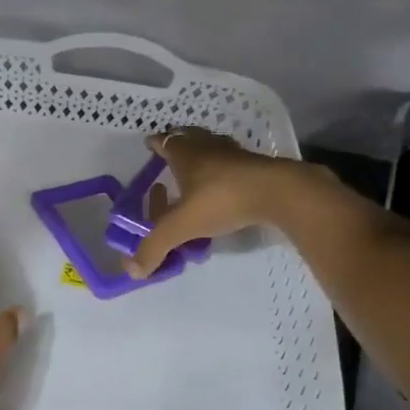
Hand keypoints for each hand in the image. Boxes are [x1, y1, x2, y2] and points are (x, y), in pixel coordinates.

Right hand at [128, 128, 311, 278]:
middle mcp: (207, 147)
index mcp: (185, 153)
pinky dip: (224, 169)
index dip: (155, 143)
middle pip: (188, 138)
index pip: (164, 141)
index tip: (149, 145)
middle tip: (170, 157)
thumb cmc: (222, 199)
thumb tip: (132, 271)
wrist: (278, 192)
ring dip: (202, 156)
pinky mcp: (256, 165)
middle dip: (178, 145)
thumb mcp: (182, 226)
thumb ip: (155, 246)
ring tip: (196, 172)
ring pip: (212, 148)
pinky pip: (233, 163)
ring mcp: (235, 154)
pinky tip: (225, 184)